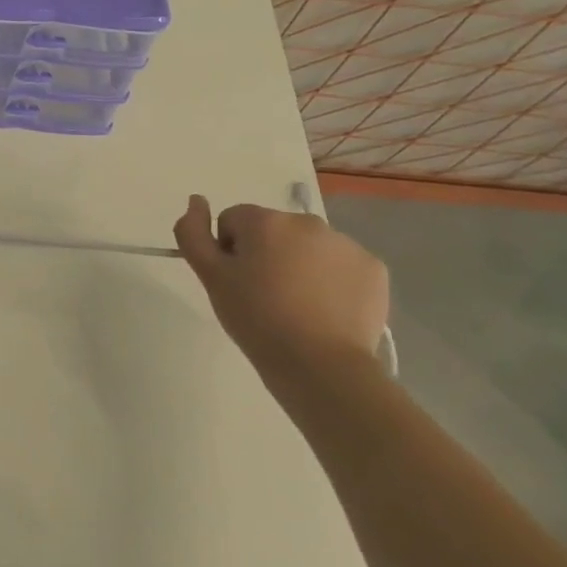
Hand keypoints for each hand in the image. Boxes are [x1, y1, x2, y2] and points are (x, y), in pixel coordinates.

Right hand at [173, 195, 387, 383]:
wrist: (320, 366)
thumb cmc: (257, 319)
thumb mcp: (211, 278)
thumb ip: (192, 233)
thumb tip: (196, 200)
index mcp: (266, 221)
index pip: (233, 221)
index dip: (228, 252)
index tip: (236, 283)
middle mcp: (307, 222)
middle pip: (273, 231)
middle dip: (266, 255)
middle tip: (264, 297)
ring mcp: (345, 244)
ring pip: (308, 248)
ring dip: (298, 266)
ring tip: (297, 307)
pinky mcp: (373, 269)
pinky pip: (340, 266)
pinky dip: (331, 281)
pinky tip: (325, 310)